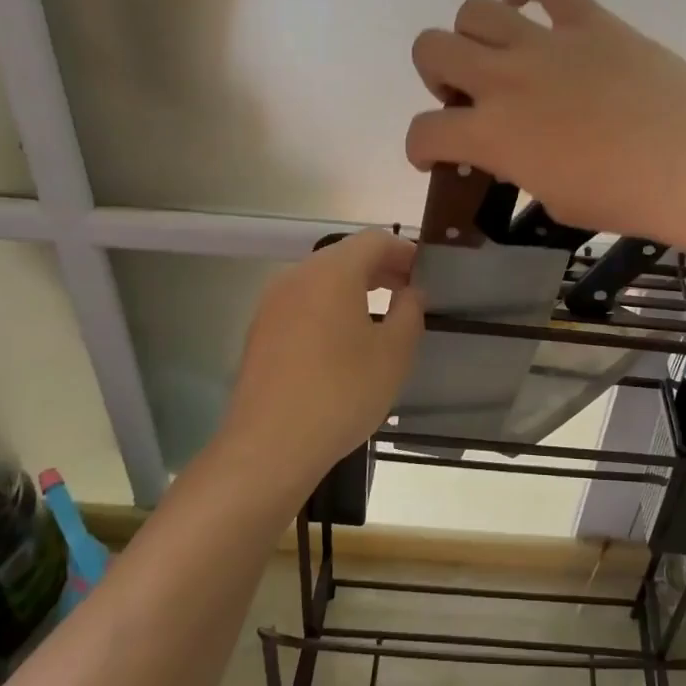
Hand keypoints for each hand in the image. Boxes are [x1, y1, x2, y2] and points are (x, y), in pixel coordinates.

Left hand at [215, 231, 423, 499]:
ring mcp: (272, 303)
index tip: (425, 275)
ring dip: (354, 288)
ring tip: (380, 316)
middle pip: (345, 256)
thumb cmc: (341, 393)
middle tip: (409, 293)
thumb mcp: (394, 353)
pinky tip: (343, 341)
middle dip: (380, 268)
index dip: (404, 251)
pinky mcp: (260, 331)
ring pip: (321, 280)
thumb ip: (409, 312)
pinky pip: (303, 303)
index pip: (374, 240)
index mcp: (332, 272)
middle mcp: (297, 276)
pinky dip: (329, 307)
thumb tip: (410, 292)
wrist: (269, 446)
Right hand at [405, 0, 685, 249]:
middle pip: (431, 49)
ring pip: (475, 10)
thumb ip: (519, 169)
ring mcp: (546, 43)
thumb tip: (513, 151)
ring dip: (473, 33)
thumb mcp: (554, 199)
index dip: (419, 146)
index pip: (424, 132)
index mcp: (492, 134)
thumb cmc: (624, 198)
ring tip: (497, 52)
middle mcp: (505, 79)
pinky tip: (529, 2)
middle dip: (436, 74)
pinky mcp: (589, 20)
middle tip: (465, 95)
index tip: (434, 153)